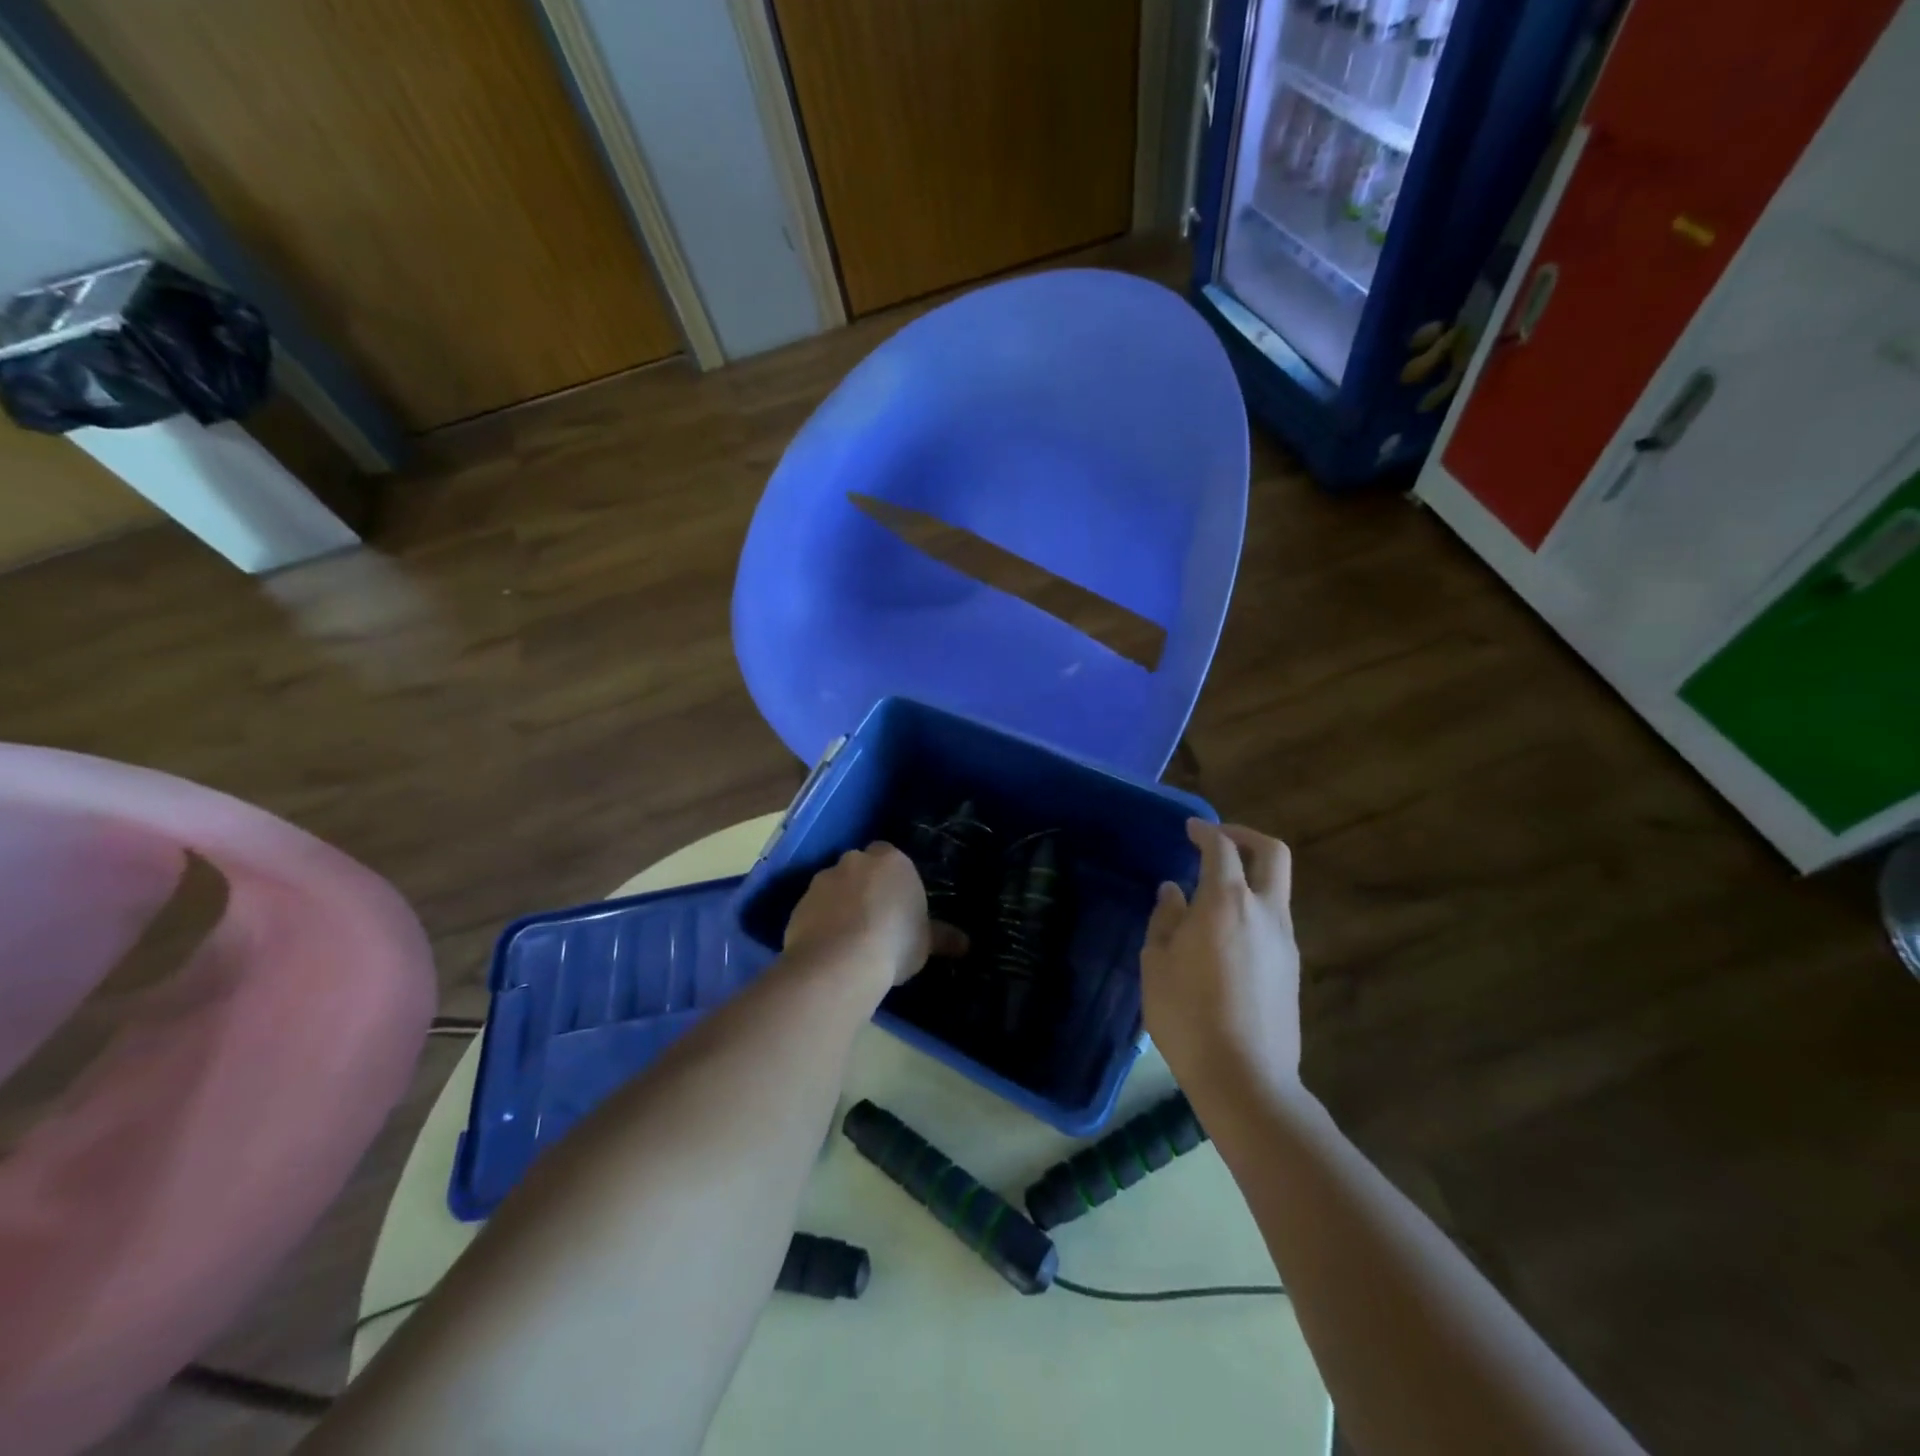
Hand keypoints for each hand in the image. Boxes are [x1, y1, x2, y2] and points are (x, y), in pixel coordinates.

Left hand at [784, 843, 963, 999]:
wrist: (839, 961)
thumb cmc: (894, 943)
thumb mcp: (926, 943)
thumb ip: (943, 937)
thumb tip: (966, 944)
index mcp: (892, 861)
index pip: (892, 857)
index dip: (893, 880)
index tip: (896, 904)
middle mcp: (855, 861)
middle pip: (861, 868)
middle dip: (865, 887)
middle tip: (874, 919)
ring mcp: (823, 880)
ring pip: (834, 887)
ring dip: (840, 903)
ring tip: (849, 938)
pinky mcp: (799, 903)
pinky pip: (814, 909)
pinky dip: (820, 922)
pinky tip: (828, 948)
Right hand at [1142, 820, 1301, 1098]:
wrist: (1245, 1078)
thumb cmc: (1188, 1015)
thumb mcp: (1156, 963)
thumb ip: (1165, 919)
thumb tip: (1173, 892)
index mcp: (1226, 902)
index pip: (1222, 848)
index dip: (1205, 831)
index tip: (1190, 829)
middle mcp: (1264, 912)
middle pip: (1271, 853)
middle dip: (1245, 836)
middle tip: (1217, 840)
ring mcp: (1285, 941)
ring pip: (1277, 888)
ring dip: (1250, 876)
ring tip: (1213, 893)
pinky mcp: (1292, 968)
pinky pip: (1274, 920)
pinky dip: (1253, 908)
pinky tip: (1225, 935)